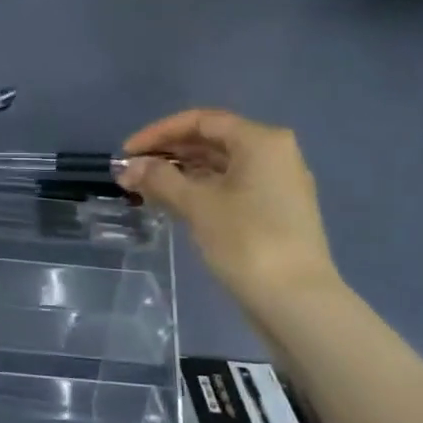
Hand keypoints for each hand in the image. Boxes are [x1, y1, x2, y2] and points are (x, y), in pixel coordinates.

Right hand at [116, 109, 338, 311]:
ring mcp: (278, 184)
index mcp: (261, 141)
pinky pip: (231, 187)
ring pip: (221, 166)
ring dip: (182, 173)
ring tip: (145, 189)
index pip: (201, 121)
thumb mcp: (197, 205)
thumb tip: (129, 167)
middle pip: (212, 141)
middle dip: (169, 154)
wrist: (296, 301)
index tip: (127, 152)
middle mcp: (274, 154)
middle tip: (132, 172)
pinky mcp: (275, 212)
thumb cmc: (246, 241)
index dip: (159, 132)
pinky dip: (200, 190)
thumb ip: (159, 179)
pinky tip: (173, 204)